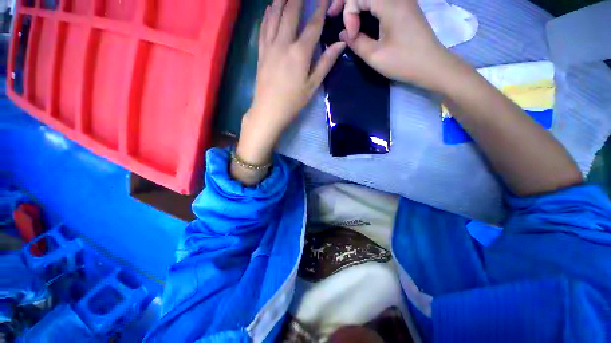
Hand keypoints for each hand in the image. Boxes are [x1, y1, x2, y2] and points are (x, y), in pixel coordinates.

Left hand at [237, 0, 346, 165]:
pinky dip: (267, 15)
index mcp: (300, 53)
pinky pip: (263, 28)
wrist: (268, 111)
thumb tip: (340, 43)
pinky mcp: (261, 52)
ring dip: (281, 1)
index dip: (320, 9)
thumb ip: (325, 63)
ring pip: (274, 16)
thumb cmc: (293, 102)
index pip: (313, 25)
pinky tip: (269, 9)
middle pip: (291, 13)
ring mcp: (269, 46)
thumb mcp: (312, 85)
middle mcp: (283, 43)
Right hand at [328, 0, 454, 89]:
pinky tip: (361, 16)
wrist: (432, 65)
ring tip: (345, 16)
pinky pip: (381, 1)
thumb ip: (356, 42)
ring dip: (356, 4)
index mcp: (390, 3)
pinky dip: (367, 6)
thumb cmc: (403, 62)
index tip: (351, 36)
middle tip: (333, 13)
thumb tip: (344, 34)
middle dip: (347, 2)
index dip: (348, 14)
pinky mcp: (405, 6)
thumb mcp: (375, 56)